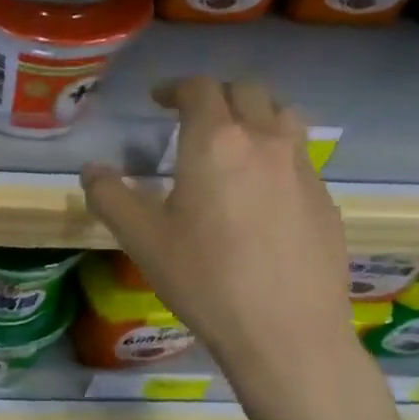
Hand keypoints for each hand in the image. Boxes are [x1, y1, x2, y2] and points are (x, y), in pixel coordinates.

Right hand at [80, 77, 353, 393]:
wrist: (286, 332)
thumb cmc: (205, 279)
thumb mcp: (141, 239)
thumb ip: (110, 196)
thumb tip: (92, 170)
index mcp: (216, 142)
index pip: (199, 89)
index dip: (175, 87)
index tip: (158, 100)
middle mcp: (264, 141)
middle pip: (247, 91)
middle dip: (216, 94)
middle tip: (192, 118)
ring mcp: (303, 168)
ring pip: (282, 116)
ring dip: (254, 115)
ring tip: (233, 142)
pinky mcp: (325, 199)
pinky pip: (299, 157)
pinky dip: (275, 154)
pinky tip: (260, 195)